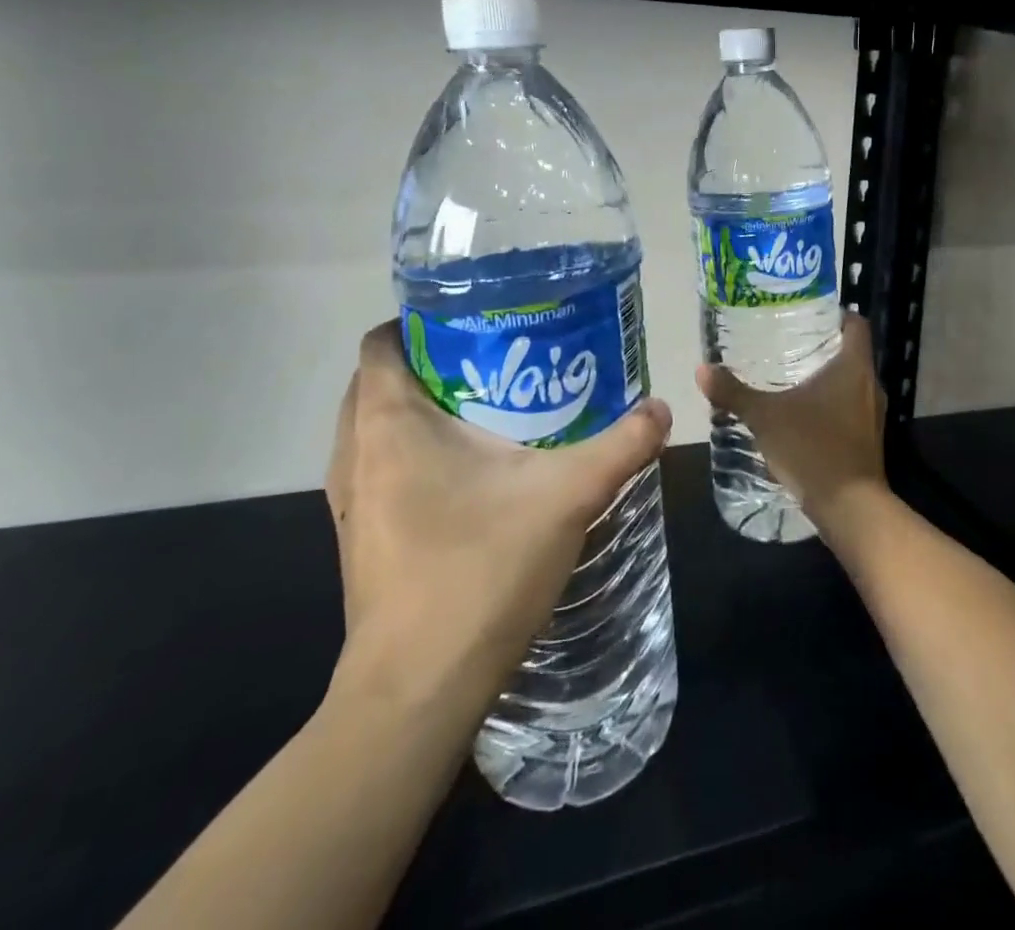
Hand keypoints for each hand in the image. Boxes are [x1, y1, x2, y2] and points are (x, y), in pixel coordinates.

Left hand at [325, 321, 671, 714]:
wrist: (416, 695)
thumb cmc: (478, 574)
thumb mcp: (567, 498)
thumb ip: (620, 446)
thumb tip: (661, 409)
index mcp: (387, 426)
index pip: (381, 342)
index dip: (422, 320)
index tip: (478, 319)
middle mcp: (355, 455)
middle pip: (379, 380)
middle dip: (433, 361)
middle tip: (498, 359)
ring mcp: (352, 503)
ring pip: (376, 428)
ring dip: (423, 409)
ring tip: (492, 407)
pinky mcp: (363, 538)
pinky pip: (382, 468)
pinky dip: (416, 452)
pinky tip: (475, 472)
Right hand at [695, 311, 886, 538]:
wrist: (850, 507)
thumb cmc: (813, 447)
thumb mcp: (766, 417)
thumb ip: (734, 393)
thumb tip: (702, 369)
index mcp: (854, 366)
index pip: (856, 324)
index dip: (837, 314)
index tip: (810, 312)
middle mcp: (871, 384)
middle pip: (852, 352)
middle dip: (824, 346)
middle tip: (789, 341)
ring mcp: (874, 414)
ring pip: (852, 382)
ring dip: (828, 377)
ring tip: (792, 376)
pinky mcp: (869, 439)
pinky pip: (851, 408)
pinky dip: (832, 404)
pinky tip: (804, 414)